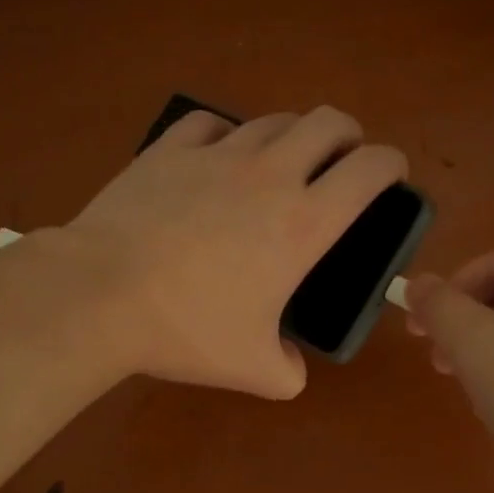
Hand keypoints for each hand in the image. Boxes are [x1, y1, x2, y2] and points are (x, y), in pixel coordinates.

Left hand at [57, 106, 406, 398]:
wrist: (102, 296)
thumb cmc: (186, 329)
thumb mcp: (251, 370)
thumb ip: (288, 372)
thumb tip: (291, 367)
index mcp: (303, 224)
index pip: (370, 169)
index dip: (391, 164)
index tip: (391, 176)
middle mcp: (269, 175)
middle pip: (328, 122)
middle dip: (347, 135)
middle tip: (340, 162)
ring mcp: (216, 156)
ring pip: (272, 120)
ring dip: (291, 134)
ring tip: (281, 161)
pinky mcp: (168, 150)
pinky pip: (210, 123)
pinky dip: (225, 133)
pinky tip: (216, 155)